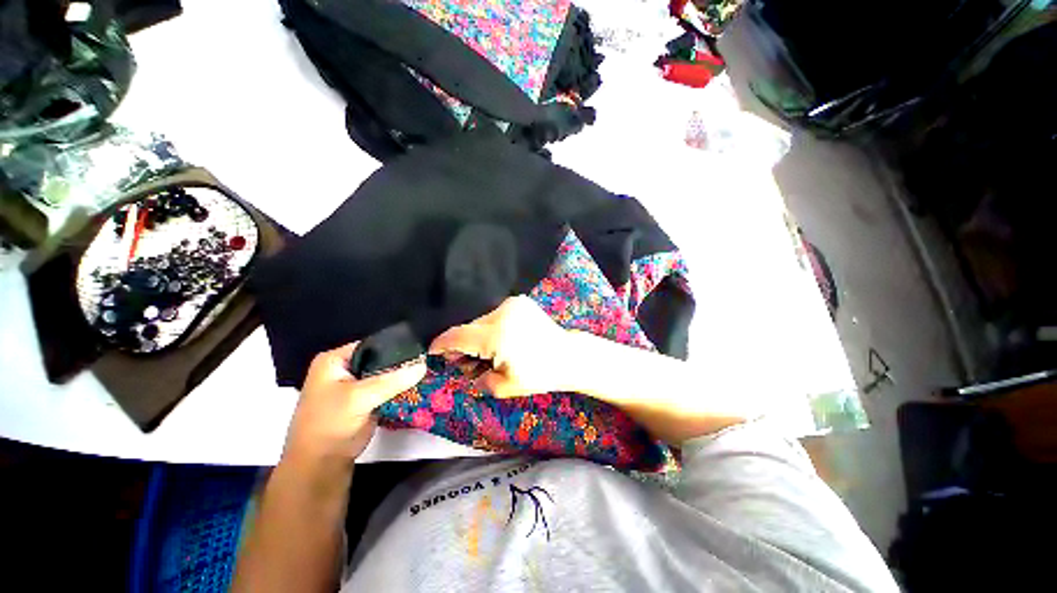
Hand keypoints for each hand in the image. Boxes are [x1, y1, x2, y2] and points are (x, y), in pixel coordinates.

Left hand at [284, 342, 426, 466]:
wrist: (320, 466)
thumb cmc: (330, 425)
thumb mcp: (359, 398)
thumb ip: (392, 381)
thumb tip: (424, 365)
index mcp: (335, 360)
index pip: (373, 344)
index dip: (397, 346)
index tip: (422, 350)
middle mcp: (345, 368)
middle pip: (382, 359)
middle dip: (403, 363)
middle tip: (428, 362)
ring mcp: (356, 386)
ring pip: (386, 375)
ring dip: (403, 377)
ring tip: (428, 372)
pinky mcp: (366, 400)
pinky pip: (388, 389)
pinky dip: (401, 389)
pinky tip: (419, 386)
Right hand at [429, 296, 572, 397]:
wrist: (568, 355)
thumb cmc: (540, 374)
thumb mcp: (505, 386)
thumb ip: (478, 380)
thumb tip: (465, 372)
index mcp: (496, 335)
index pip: (457, 336)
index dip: (441, 345)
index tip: (432, 352)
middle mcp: (501, 313)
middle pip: (469, 328)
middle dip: (463, 346)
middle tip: (468, 364)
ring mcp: (512, 304)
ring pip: (481, 321)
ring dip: (479, 337)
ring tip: (489, 354)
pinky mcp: (519, 302)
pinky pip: (495, 315)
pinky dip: (492, 328)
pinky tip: (501, 341)